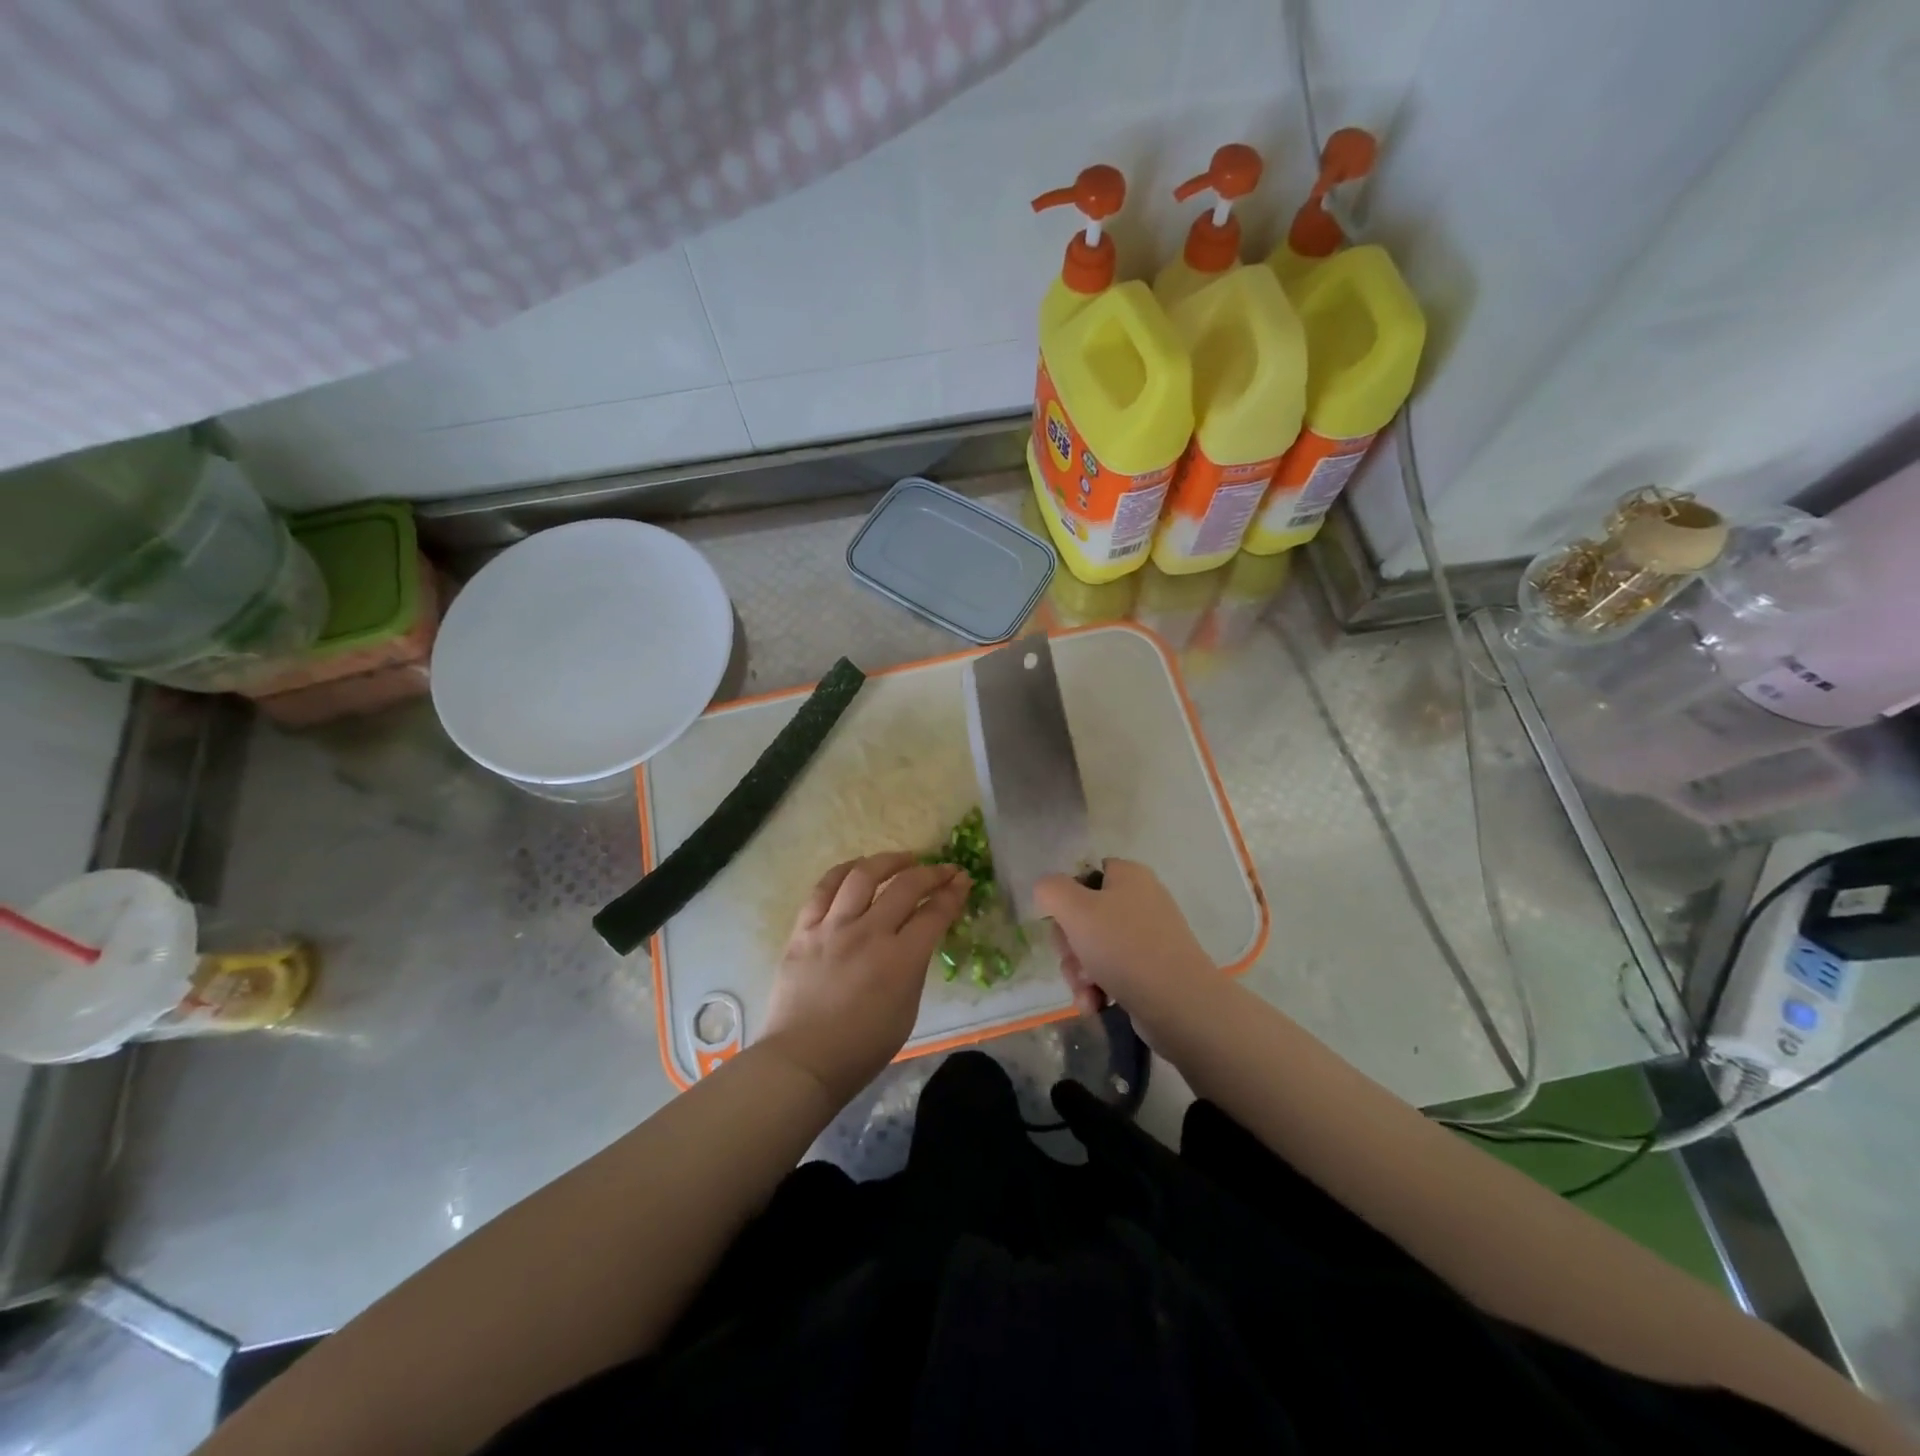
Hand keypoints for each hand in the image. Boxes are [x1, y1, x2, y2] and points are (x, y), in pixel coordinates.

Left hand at [761, 851, 969, 1104]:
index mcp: (899, 961)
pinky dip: (844, 871)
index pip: (934, 914)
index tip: (963, 881)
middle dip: (931, 873)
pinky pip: (824, 888)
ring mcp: (832, 928)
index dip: (953, 894)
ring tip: (904, 860)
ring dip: (889, 860)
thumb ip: (914, 966)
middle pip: (905, 886)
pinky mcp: (804, 929)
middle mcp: (868, 934)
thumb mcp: (907, 1010)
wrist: (803, 1060)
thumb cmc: (862, 1047)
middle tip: (943, 869)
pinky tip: (858, 867)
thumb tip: (918, 936)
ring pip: (863, 875)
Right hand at [1032, 859, 1215, 1026]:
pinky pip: (1113, 973)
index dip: (1065, 899)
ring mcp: (1149, 937)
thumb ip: (1051, 890)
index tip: (1061, 923)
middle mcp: (1141, 900)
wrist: (1180, 1005)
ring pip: (1094, 949)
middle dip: (1070, 946)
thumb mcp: (1076, 910)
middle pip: (1084, 916)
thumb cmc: (1124, 948)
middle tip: (1073, 962)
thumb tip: (1047, 892)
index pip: (1084, 875)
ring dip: (1080, 973)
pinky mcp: (1153, 970)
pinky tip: (1096, 1004)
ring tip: (1086, 992)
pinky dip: (1099, 989)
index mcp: (1128, 876)